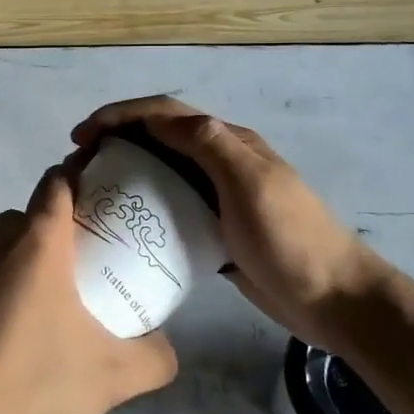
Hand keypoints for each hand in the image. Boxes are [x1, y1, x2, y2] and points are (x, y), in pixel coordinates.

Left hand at [0, 165, 177, 413]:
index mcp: (35, 243)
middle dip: (45, 240)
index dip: (77, 181)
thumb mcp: (110, 379)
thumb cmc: (30, 387)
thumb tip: (166, 348)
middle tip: (66, 281)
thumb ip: (153, 358)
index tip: (94, 201)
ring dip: (4, 270)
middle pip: (22, 221)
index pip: (58, 184)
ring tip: (20, 321)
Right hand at [74, 97, 392, 346]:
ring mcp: (219, 197)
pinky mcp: (215, 230)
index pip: (166, 114)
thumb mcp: (252, 184)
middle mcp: (220, 162)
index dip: (121, 115)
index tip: (83, 135)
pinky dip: (143, 207)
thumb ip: (210, 145)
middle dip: (116, 140)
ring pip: (162, 172)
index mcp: (229, 143)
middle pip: (159, 139)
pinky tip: (124, 225)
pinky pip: (171, 208)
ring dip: (126, 171)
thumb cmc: (291, 239)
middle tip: (79, 163)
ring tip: (92, 190)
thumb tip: (161, 119)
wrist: (334, 299)